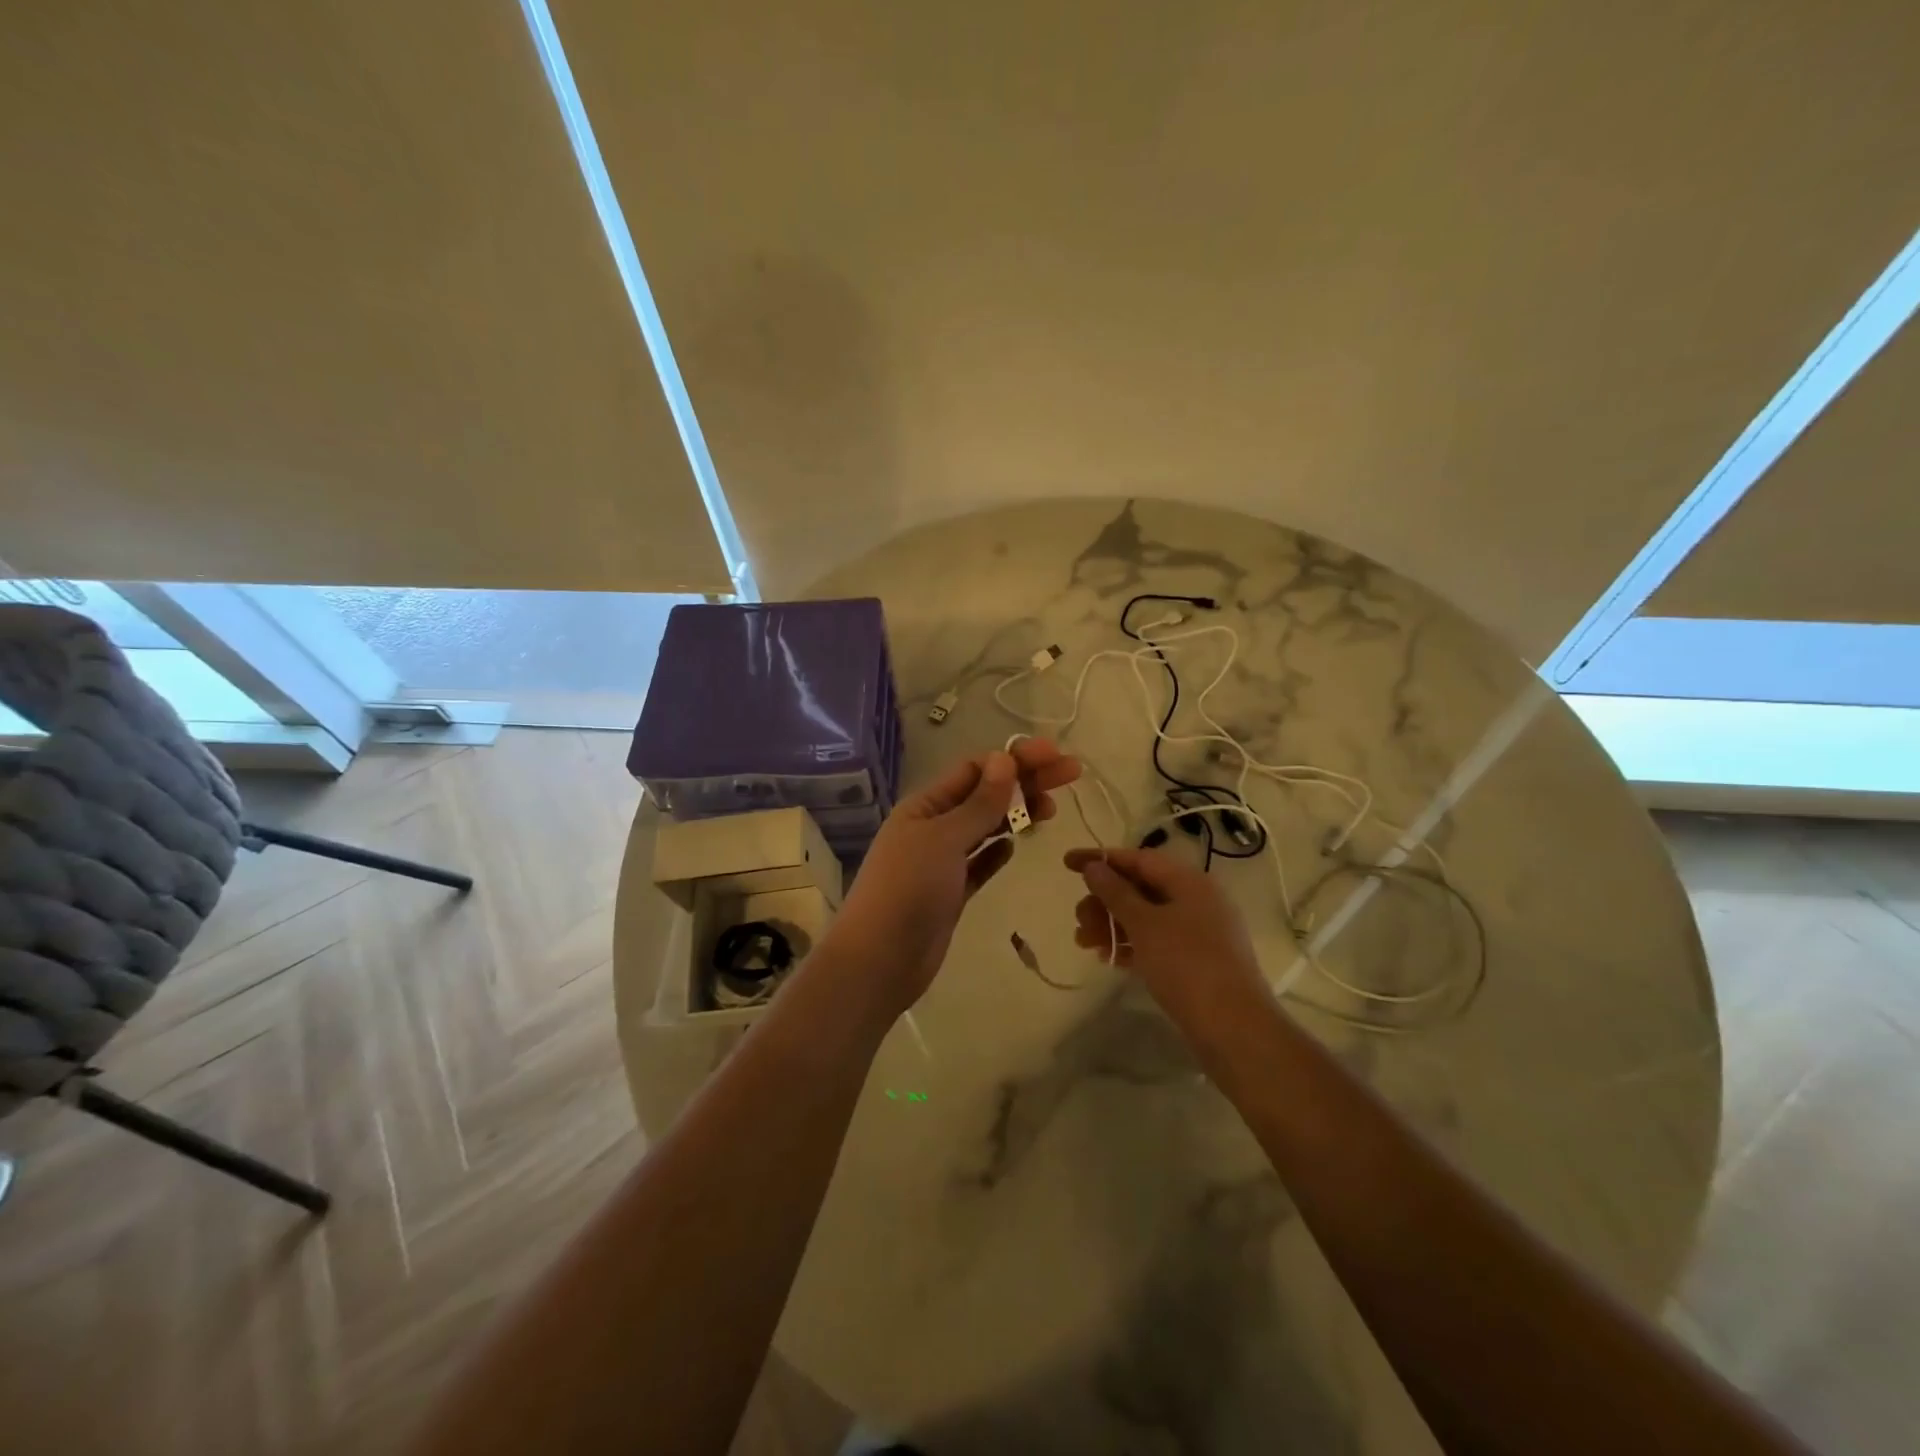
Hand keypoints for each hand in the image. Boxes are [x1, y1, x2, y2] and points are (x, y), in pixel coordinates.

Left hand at [822, 740, 1081, 1020]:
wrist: (880, 960)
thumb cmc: (908, 888)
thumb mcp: (945, 839)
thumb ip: (979, 803)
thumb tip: (1004, 758)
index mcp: (925, 806)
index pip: (975, 769)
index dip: (1014, 759)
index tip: (1053, 755)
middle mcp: (933, 828)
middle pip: (985, 796)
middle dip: (1025, 782)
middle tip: (1070, 774)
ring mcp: (942, 862)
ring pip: (986, 828)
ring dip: (1016, 814)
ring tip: (1052, 810)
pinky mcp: (952, 893)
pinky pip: (980, 863)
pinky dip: (998, 851)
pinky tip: (1016, 845)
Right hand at [1065, 846, 1266, 1027]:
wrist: (1234, 1028)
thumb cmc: (1187, 965)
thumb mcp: (1144, 924)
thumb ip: (1115, 892)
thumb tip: (1094, 866)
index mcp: (1189, 881)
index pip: (1138, 859)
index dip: (1101, 859)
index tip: (1067, 863)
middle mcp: (1196, 900)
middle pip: (1140, 888)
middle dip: (1104, 900)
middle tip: (1078, 919)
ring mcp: (1199, 931)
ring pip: (1146, 916)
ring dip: (1112, 925)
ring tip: (1084, 943)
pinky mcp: (1197, 960)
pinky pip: (1156, 940)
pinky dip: (1131, 944)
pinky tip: (1108, 958)